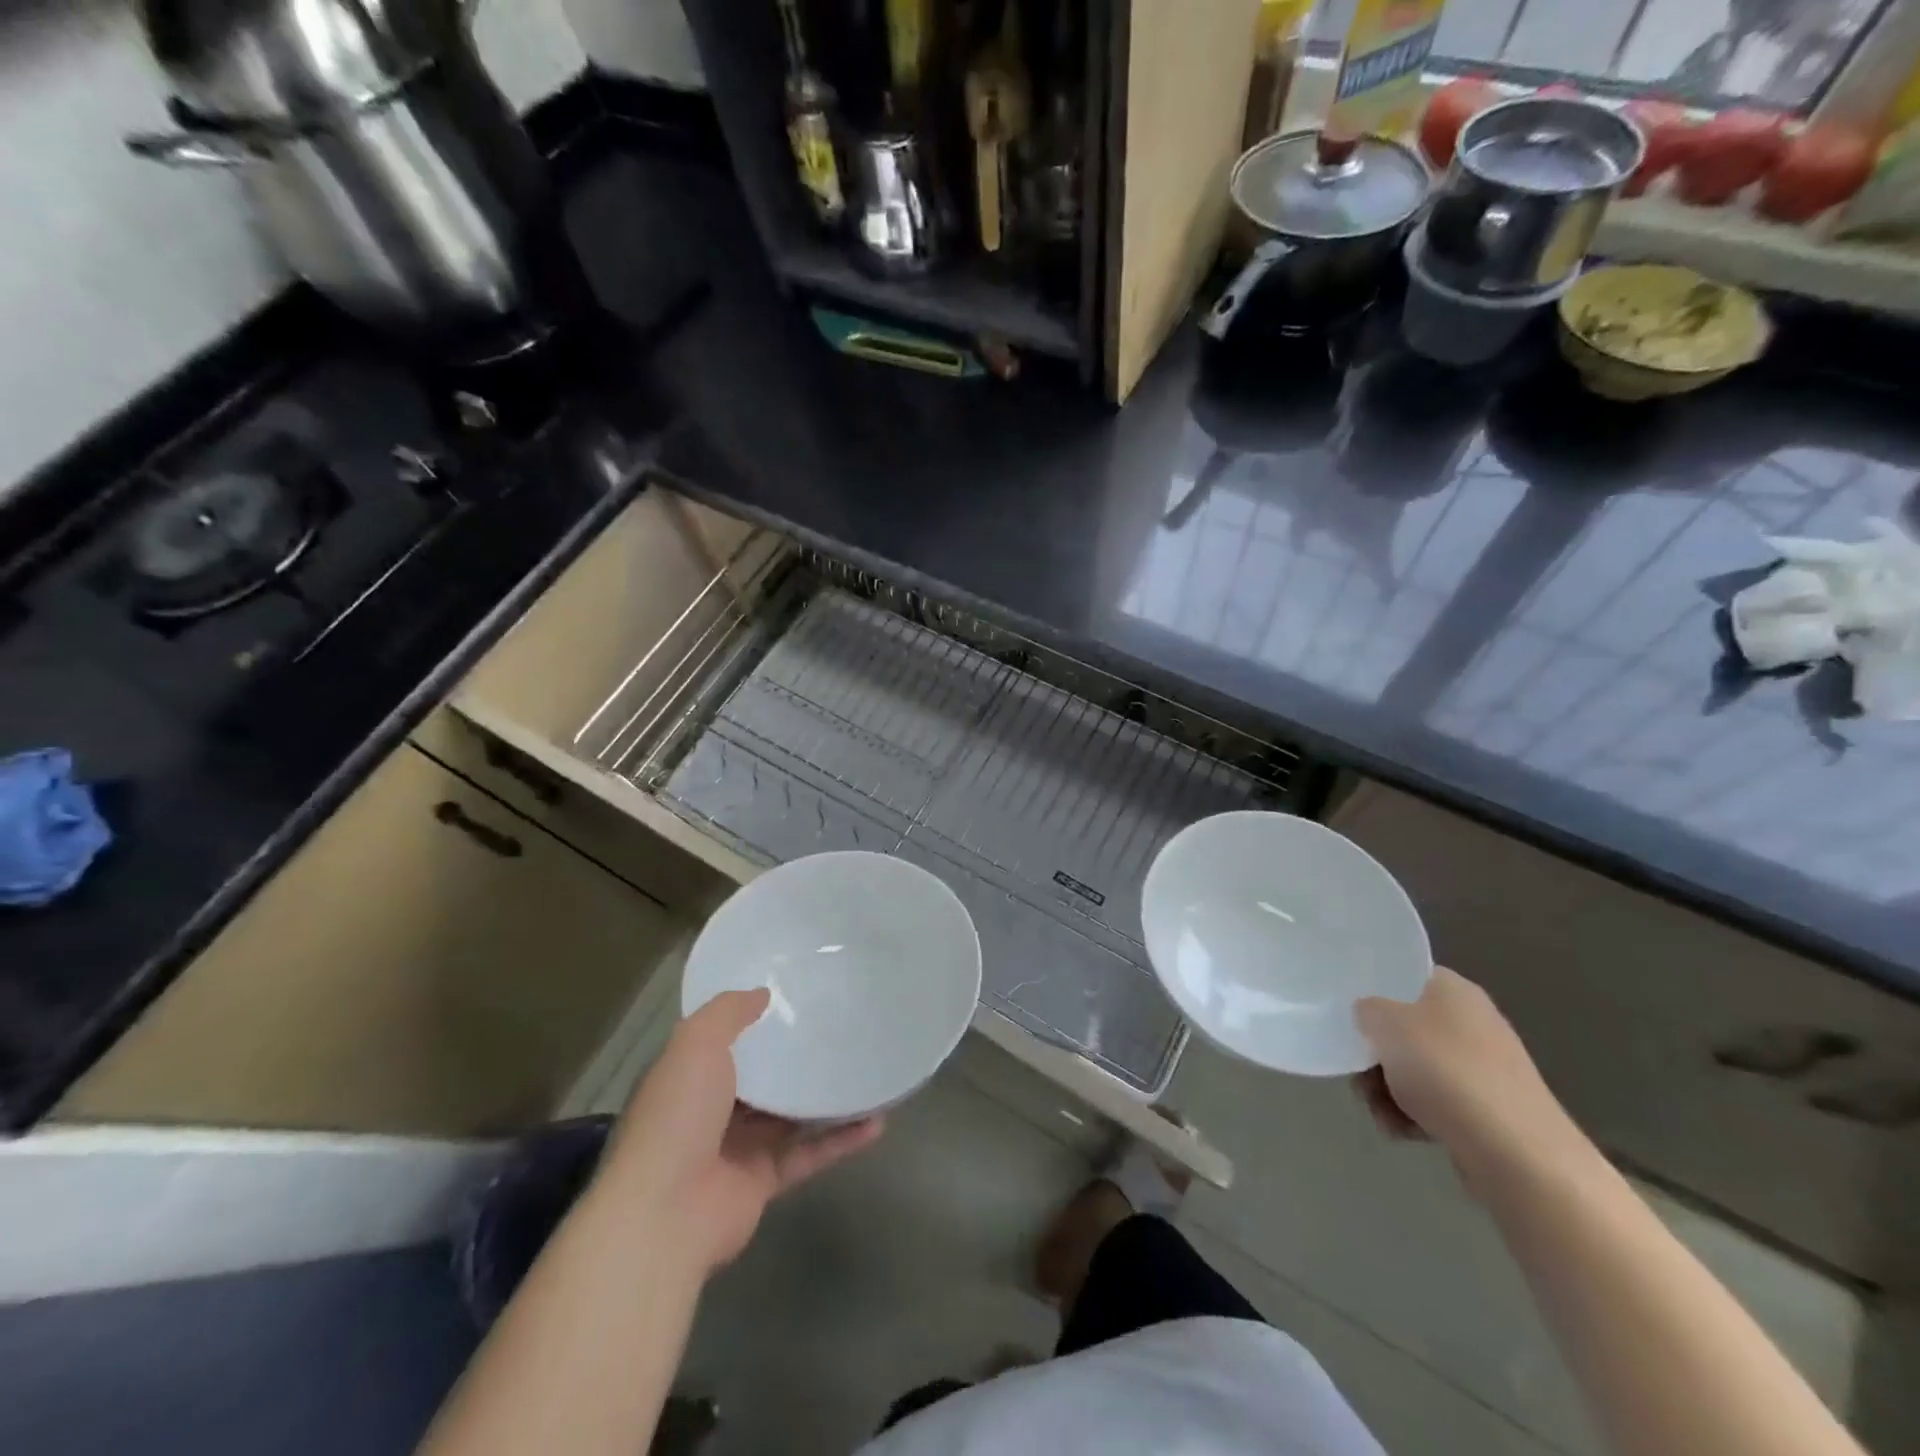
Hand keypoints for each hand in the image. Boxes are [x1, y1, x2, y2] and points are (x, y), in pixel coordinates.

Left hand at [599, 989, 883, 1272]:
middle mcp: (711, 1111)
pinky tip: (877, 1121)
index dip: (752, 1020)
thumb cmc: (677, 1115)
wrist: (666, 1213)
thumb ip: (728, 1012)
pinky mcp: (764, 1181)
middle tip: (838, 1026)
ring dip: (825, 1096)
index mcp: (689, 1077)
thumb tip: (762, 994)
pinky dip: (841, 1139)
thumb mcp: (696, 1043)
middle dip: (792, 1055)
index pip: (722, 1042)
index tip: (792, 996)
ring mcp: (738, 1148)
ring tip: (864, 1068)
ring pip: (790, 1114)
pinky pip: (809, 1152)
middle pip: (759, 1077)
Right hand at [1355, 968, 1577, 1187]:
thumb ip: (1366, 1009)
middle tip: (1360, 1074)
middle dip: (1376, 1055)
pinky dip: (1413, 1116)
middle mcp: (1472, 1022)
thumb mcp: (1384, 1023)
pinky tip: (1402, 1131)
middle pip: (1405, 1029)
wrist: (1517, 1153)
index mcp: (1453, 990)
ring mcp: (1483, 1068)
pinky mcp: (1488, 1110)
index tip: (1351, 1014)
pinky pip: (1436, 1103)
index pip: (1406, 977)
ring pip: (1415, 1069)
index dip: (1375, 991)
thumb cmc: (1445, 1071)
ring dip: (1388, 1090)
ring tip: (1381, 1112)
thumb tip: (1369, 1014)